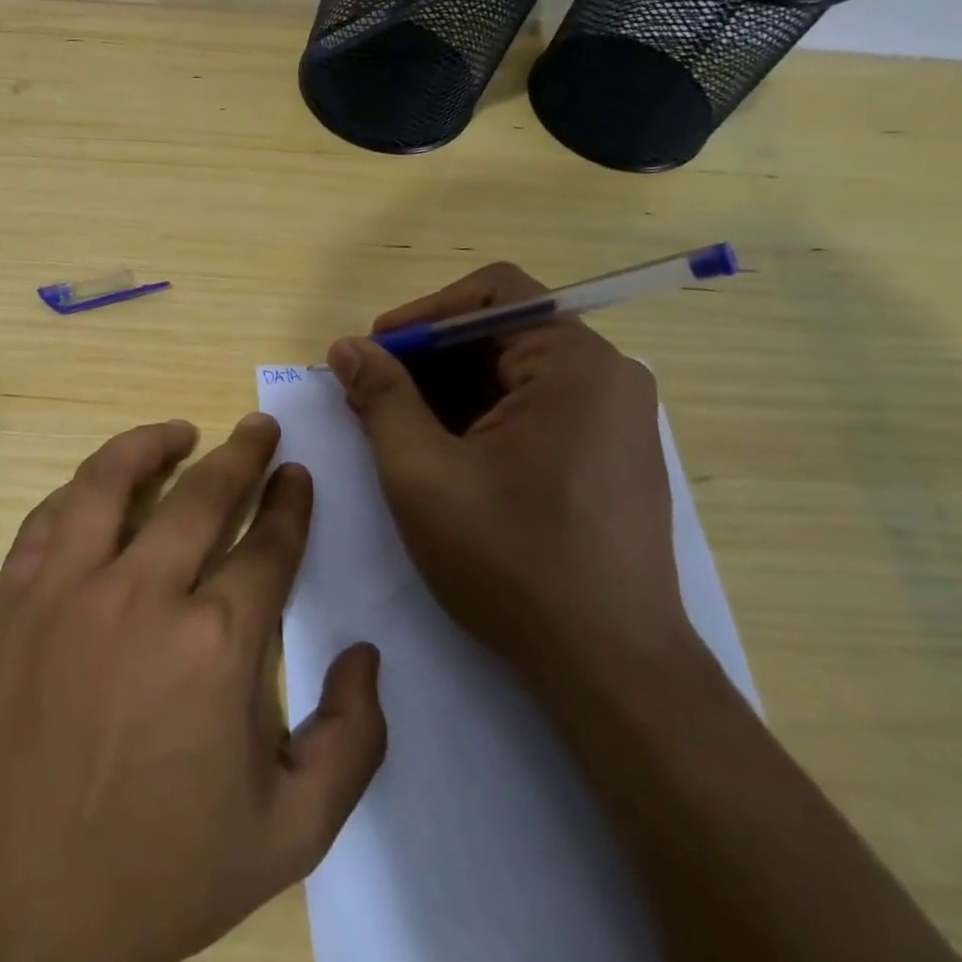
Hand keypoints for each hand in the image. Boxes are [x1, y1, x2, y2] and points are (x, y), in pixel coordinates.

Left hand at [0, 416, 385, 961]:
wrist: (9, 913)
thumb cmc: (158, 877)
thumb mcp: (290, 834)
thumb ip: (351, 741)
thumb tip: (367, 657)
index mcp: (218, 643)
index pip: (269, 544)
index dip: (291, 503)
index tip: (298, 475)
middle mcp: (143, 594)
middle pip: (204, 493)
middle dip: (242, 452)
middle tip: (259, 426)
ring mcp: (66, 589)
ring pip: (112, 481)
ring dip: (151, 444)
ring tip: (178, 432)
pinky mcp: (10, 599)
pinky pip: (49, 518)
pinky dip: (80, 490)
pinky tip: (96, 488)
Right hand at [326, 262, 693, 685]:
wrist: (609, 668)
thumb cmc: (510, 562)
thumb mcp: (422, 474)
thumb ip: (380, 398)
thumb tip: (347, 347)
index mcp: (573, 365)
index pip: (492, 293)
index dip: (422, 314)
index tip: (372, 353)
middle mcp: (606, 377)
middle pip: (500, 332)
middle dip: (427, 358)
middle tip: (369, 395)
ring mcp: (614, 418)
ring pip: (513, 373)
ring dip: (447, 390)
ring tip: (394, 429)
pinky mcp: (609, 454)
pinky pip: (534, 408)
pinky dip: (479, 417)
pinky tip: (439, 454)